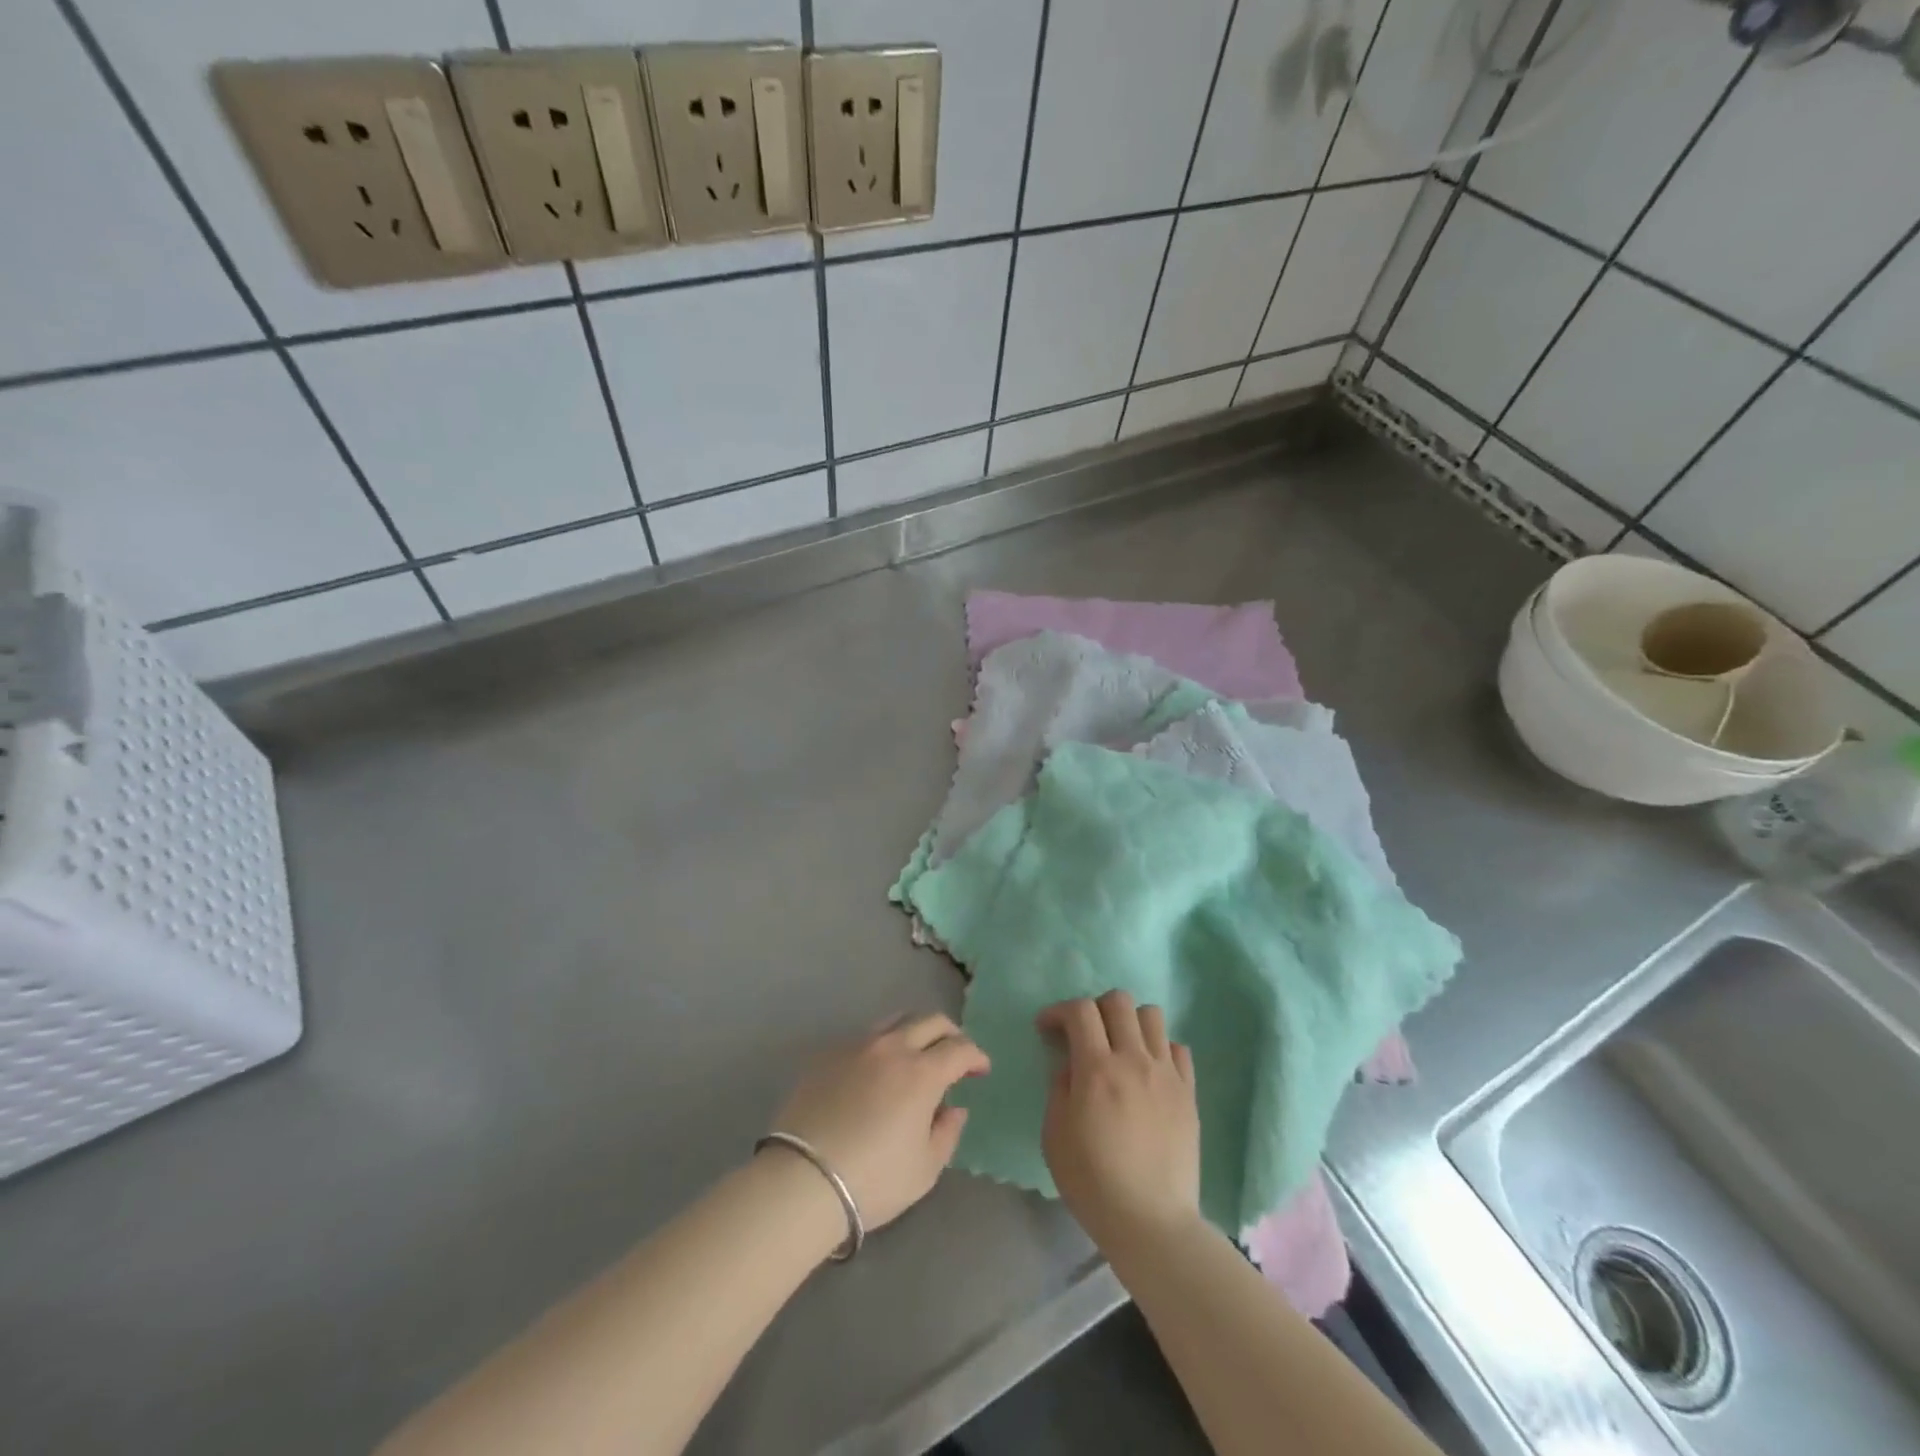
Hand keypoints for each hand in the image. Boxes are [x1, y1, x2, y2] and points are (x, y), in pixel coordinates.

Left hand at [768, 1013, 988, 1230]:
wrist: (802, 1179)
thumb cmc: (873, 1180)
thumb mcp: (924, 1169)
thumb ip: (947, 1133)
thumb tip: (954, 1108)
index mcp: (922, 1072)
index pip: (959, 1049)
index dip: (975, 1056)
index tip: (980, 1070)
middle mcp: (892, 1047)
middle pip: (930, 1021)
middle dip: (950, 1034)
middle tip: (955, 1055)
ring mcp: (857, 1046)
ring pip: (896, 1021)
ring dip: (915, 1032)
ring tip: (916, 1055)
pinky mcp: (828, 1055)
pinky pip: (864, 1037)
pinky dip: (882, 1046)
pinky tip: (877, 1071)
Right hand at [1039, 991, 1200, 1251]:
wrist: (1152, 1222)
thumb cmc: (1093, 1182)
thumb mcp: (1055, 1135)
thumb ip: (1059, 1088)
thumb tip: (1069, 1064)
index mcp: (1097, 1069)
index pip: (1080, 1011)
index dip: (1058, 1011)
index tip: (1047, 1029)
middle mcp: (1134, 1060)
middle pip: (1118, 1001)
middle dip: (1094, 1008)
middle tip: (1084, 1034)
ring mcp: (1166, 1074)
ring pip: (1151, 1015)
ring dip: (1129, 1022)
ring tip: (1119, 1047)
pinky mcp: (1188, 1092)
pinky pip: (1177, 1048)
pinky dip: (1158, 1048)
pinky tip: (1147, 1071)